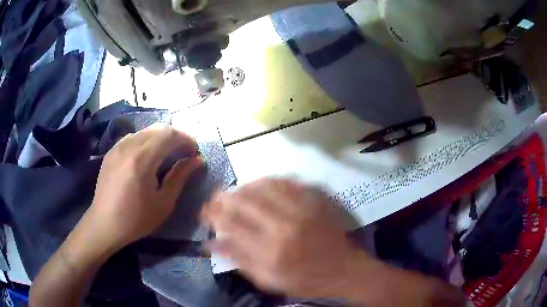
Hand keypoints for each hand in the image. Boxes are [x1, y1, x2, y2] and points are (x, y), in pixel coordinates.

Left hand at [88, 123, 203, 250]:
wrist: (105, 224)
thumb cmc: (136, 219)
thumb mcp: (163, 203)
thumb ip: (180, 177)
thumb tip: (197, 160)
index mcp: (142, 159)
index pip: (169, 134)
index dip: (186, 139)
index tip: (194, 152)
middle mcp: (128, 146)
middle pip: (157, 128)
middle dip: (175, 136)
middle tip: (184, 152)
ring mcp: (117, 147)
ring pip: (145, 131)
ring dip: (160, 138)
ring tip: (167, 154)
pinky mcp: (111, 152)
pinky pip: (132, 137)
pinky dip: (145, 141)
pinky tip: (146, 157)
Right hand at [201, 178, 372, 297]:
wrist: (343, 270)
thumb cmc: (304, 281)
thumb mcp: (268, 280)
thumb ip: (239, 260)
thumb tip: (210, 243)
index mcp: (270, 251)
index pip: (231, 224)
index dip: (212, 214)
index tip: (204, 210)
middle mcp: (283, 226)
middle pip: (244, 201)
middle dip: (224, 196)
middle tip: (215, 196)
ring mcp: (302, 210)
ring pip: (263, 186)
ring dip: (244, 186)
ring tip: (235, 191)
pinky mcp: (315, 201)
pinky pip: (287, 182)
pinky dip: (269, 181)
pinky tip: (261, 185)